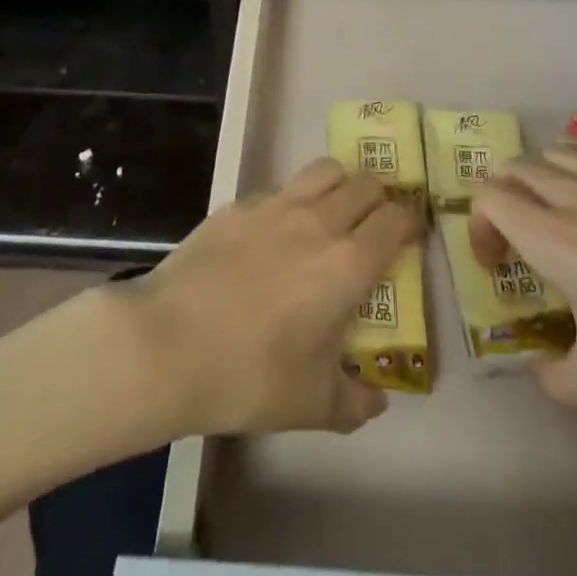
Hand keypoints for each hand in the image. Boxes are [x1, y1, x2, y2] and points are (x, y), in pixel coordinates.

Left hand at [118, 159, 417, 437]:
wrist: (167, 343)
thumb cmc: (249, 376)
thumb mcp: (312, 405)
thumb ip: (355, 401)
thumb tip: (377, 399)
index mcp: (348, 264)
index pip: (395, 220)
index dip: (409, 222)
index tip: (409, 235)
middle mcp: (319, 222)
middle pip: (365, 184)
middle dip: (378, 197)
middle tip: (373, 222)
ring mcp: (275, 206)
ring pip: (323, 170)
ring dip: (340, 183)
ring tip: (333, 210)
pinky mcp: (237, 205)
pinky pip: (278, 189)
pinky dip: (291, 201)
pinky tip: (274, 232)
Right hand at [470, 137, 576, 428]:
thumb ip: (555, 378)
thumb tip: (543, 366)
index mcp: (554, 239)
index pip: (489, 198)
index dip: (479, 227)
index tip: (498, 265)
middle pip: (517, 168)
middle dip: (504, 199)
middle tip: (523, 241)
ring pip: (558, 149)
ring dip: (543, 176)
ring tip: (562, 213)